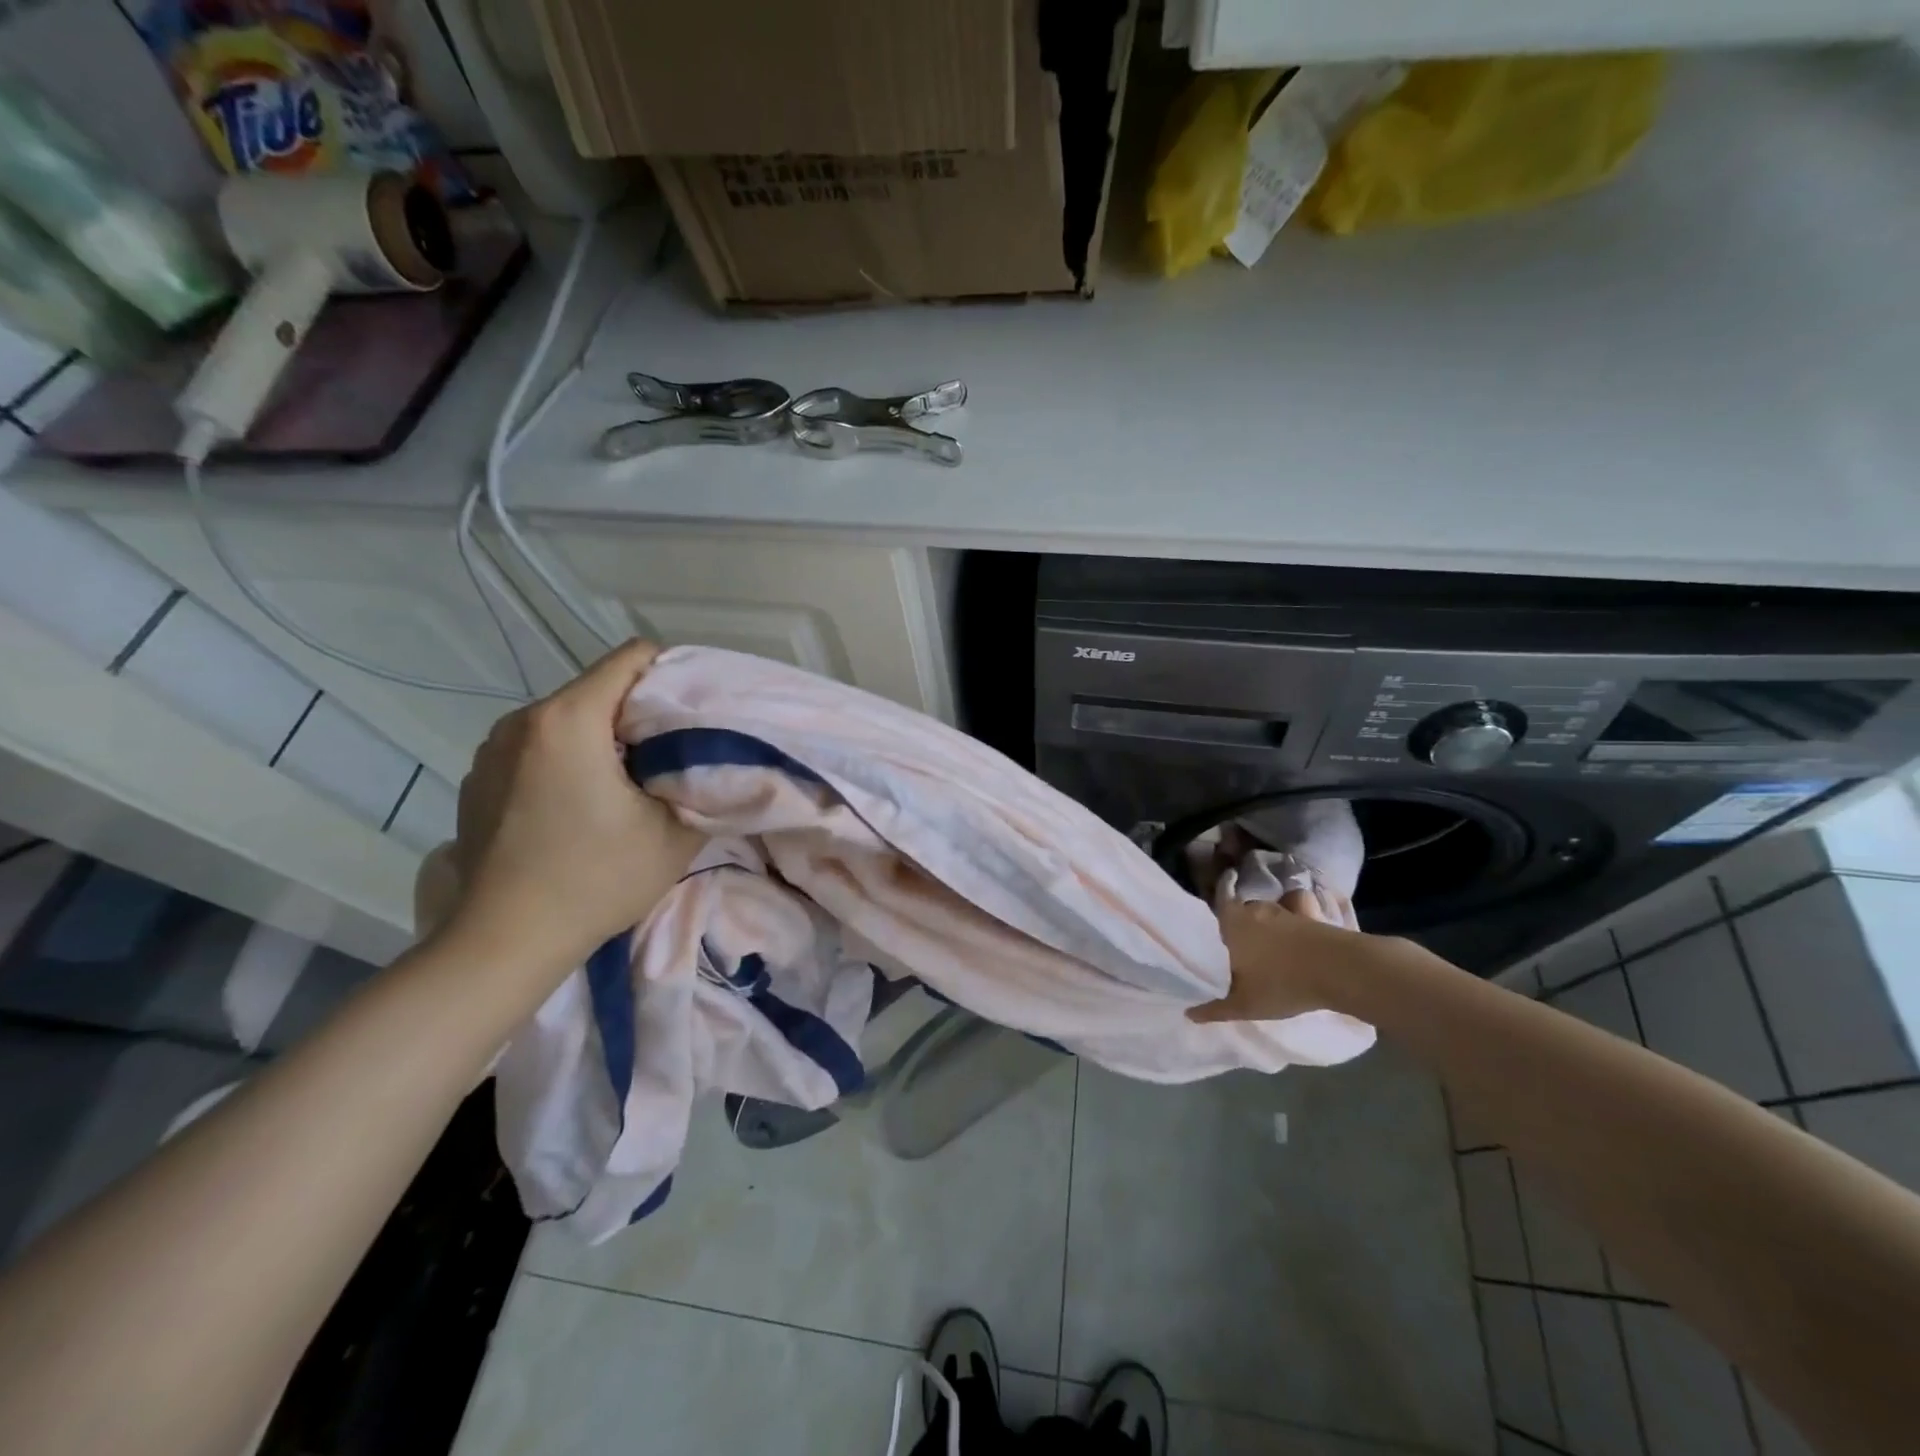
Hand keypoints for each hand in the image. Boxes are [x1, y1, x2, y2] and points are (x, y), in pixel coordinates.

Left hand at [443, 640, 704, 972]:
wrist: (504, 942)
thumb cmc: (596, 879)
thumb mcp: (675, 833)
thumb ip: (703, 781)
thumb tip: (712, 759)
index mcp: (569, 720)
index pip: (632, 658)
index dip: (673, 676)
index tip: (693, 714)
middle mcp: (522, 721)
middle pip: (599, 688)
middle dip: (639, 713)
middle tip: (669, 756)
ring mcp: (492, 749)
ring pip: (568, 718)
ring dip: (601, 738)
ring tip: (624, 785)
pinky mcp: (477, 778)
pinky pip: (537, 747)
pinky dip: (566, 760)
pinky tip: (577, 807)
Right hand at [1187, 890, 1355, 1022]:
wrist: (1339, 969)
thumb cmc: (1281, 983)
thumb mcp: (1244, 1005)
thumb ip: (1215, 1008)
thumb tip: (1189, 1013)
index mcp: (1231, 923)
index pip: (1214, 907)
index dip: (1211, 916)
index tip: (1207, 931)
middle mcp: (1253, 909)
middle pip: (1237, 913)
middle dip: (1235, 927)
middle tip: (1233, 949)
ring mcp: (1281, 911)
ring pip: (1262, 917)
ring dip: (1261, 929)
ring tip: (1261, 952)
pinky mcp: (1307, 917)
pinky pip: (1287, 920)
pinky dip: (1285, 931)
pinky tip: (1288, 947)